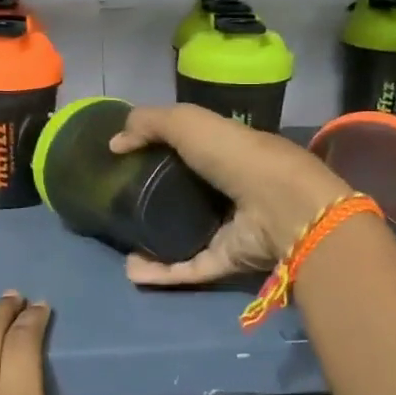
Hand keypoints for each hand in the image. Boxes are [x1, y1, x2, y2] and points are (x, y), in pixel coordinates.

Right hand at [108, 104, 348, 286]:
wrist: (280, 207)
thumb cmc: (236, 156)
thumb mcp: (188, 122)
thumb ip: (150, 124)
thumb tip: (115, 143)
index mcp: (225, 153)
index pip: (190, 152)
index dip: (158, 153)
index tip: (125, 161)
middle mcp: (229, 191)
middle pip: (186, 197)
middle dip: (153, 202)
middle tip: (118, 205)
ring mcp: (229, 230)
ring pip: (185, 238)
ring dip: (152, 244)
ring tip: (122, 245)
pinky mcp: (227, 262)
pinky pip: (188, 268)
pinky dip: (160, 272)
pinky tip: (131, 270)